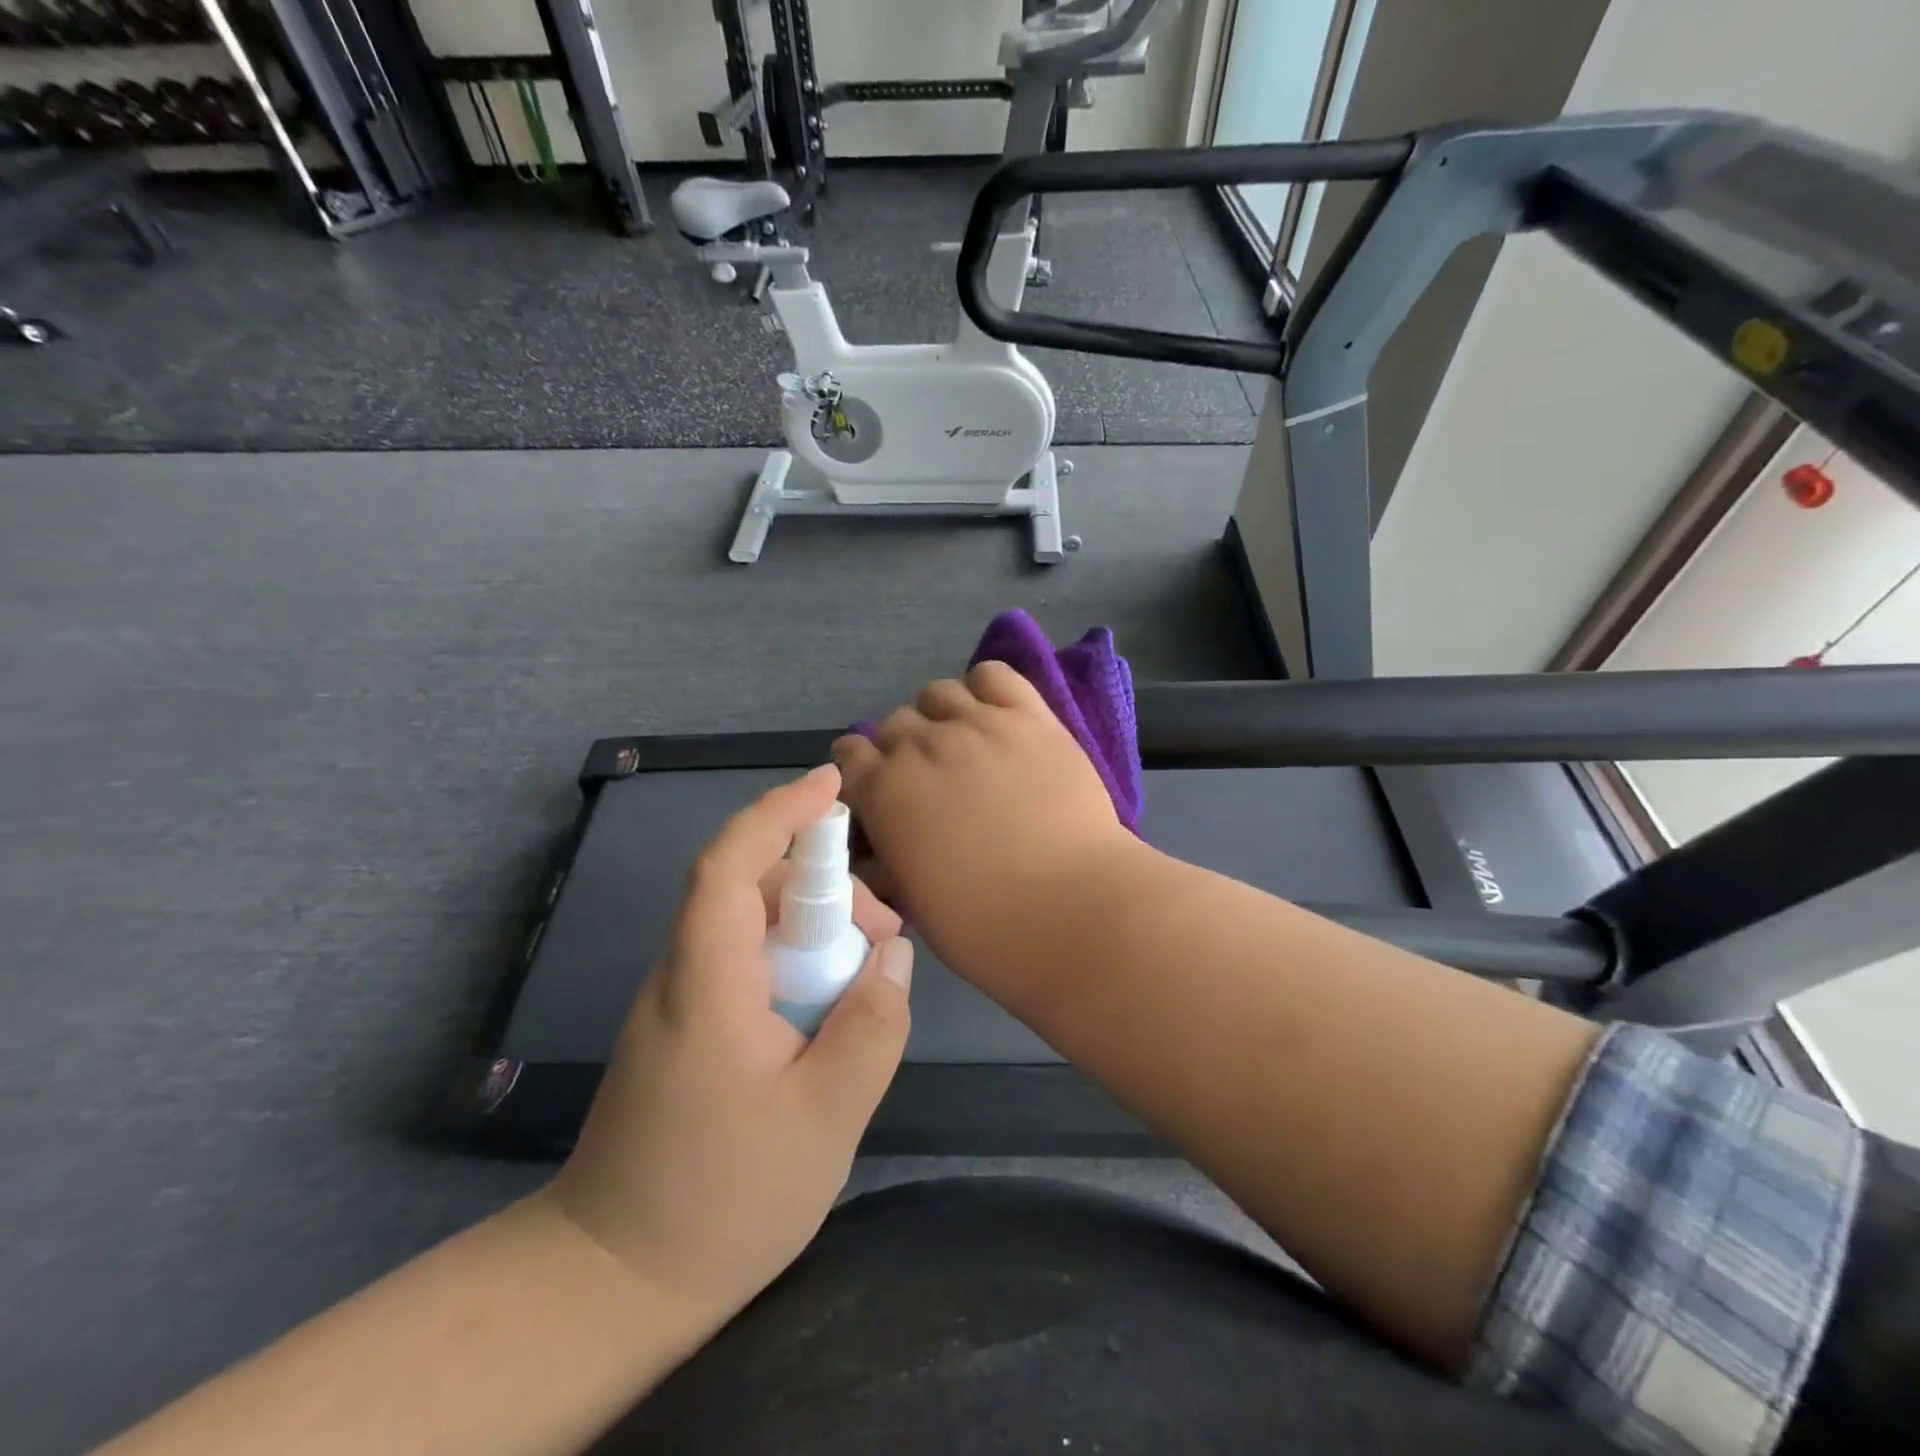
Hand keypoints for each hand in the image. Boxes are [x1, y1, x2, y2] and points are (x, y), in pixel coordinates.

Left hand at [548, 764, 912, 1327]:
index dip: (778, 813)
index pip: (730, 866)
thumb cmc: (722, 1203)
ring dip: (814, 927)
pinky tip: (831, 1004)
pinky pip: (746, 962)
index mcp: (706, 984)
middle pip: (750, 889)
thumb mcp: (825, 1118)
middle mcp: (682, 976)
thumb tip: (894, 954)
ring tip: (868, 974)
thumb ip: (872, 1025)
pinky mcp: (687, 1028)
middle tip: (885, 936)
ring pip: (751, 925)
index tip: (831, 784)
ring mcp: (679, 1002)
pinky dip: (795, 959)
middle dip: (824, 888)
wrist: (612, 1283)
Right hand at [831, 662, 1137, 995]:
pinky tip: (994, 714)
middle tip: (928, 776)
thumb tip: (882, 845)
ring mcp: (978, 724)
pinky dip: (985, 688)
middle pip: (893, 723)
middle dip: (900, 748)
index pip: (850, 755)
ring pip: (938, 693)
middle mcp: (922, 746)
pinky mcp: (1029, 717)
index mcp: (885, 792)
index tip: (876, 785)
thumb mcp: (913, 900)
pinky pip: (994, 674)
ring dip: (939, 715)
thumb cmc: (984, 925)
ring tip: (962, 742)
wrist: (1071, 908)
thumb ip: (889, 857)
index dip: (860, 769)